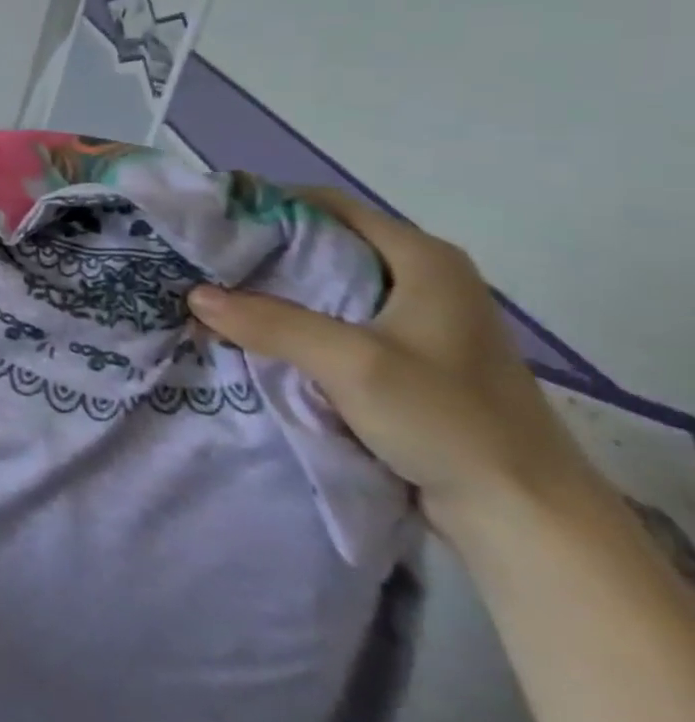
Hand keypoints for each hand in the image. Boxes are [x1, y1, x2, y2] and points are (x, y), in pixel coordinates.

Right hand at [186, 188, 601, 547]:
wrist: (526, 516)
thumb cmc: (448, 421)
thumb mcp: (352, 364)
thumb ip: (272, 323)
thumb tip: (195, 293)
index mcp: (422, 259)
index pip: (327, 206)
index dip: (265, 208)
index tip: (210, 223)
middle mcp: (422, 277)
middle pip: (323, 244)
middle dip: (260, 253)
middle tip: (201, 263)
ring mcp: (417, 320)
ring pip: (325, 285)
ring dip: (272, 291)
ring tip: (214, 297)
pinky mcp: (408, 357)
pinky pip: (334, 321)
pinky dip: (293, 322)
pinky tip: (254, 335)